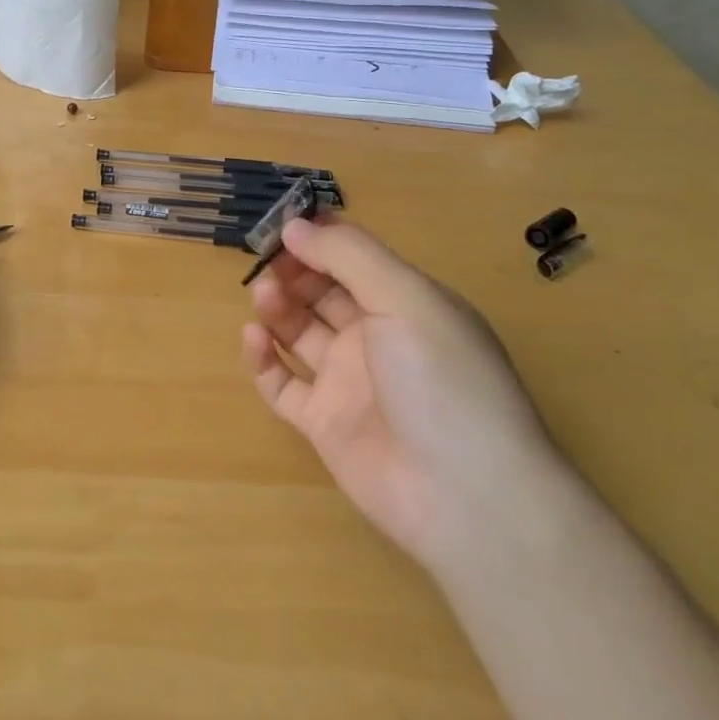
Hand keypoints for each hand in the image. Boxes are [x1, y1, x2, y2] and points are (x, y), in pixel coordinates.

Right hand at [242, 217, 561, 569]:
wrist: (465, 495)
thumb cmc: (442, 380)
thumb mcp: (406, 299)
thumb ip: (349, 256)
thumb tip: (296, 224)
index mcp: (406, 303)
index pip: (356, 259)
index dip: (321, 239)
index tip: (283, 224)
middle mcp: (377, 338)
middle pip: (323, 293)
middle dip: (294, 271)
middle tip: (266, 260)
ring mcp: (348, 382)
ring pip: (300, 333)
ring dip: (278, 308)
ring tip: (263, 296)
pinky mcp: (323, 422)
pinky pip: (283, 383)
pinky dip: (264, 359)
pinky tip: (254, 338)